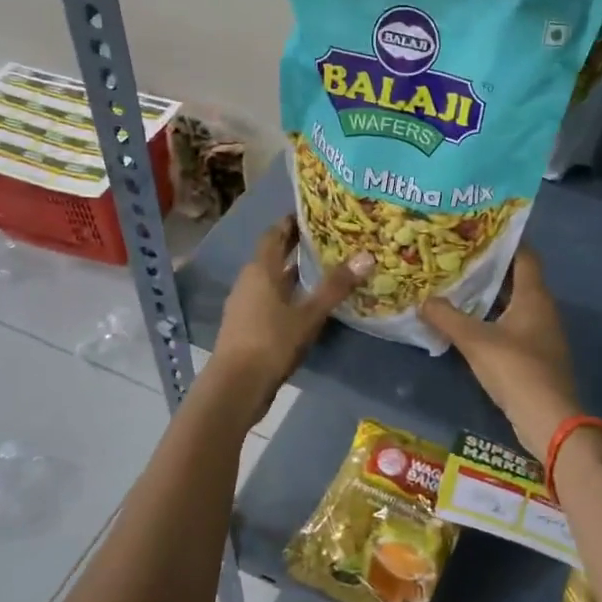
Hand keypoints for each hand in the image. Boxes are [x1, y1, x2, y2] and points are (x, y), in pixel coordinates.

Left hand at [208, 215, 370, 419]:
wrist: (235, 386)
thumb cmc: (271, 342)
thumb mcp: (309, 314)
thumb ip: (335, 286)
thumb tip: (366, 256)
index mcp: (261, 269)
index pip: (275, 234)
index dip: (292, 223)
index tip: (315, 215)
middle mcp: (249, 281)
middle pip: (274, 256)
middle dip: (296, 247)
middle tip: (327, 239)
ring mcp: (245, 304)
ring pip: (272, 280)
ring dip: (293, 273)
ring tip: (323, 269)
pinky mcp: (247, 326)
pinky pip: (270, 299)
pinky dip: (288, 295)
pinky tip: (307, 304)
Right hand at [421, 247, 581, 458]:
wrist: (549, 420)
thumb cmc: (516, 369)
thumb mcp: (475, 341)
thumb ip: (447, 318)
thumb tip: (423, 300)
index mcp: (534, 296)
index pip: (524, 255)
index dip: (503, 240)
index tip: (476, 231)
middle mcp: (542, 309)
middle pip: (516, 278)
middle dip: (489, 268)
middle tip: (456, 257)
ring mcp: (541, 333)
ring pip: (513, 303)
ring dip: (488, 295)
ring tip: (456, 285)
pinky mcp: (535, 354)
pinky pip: (512, 325)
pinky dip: (492, 318)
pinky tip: (468, 322)